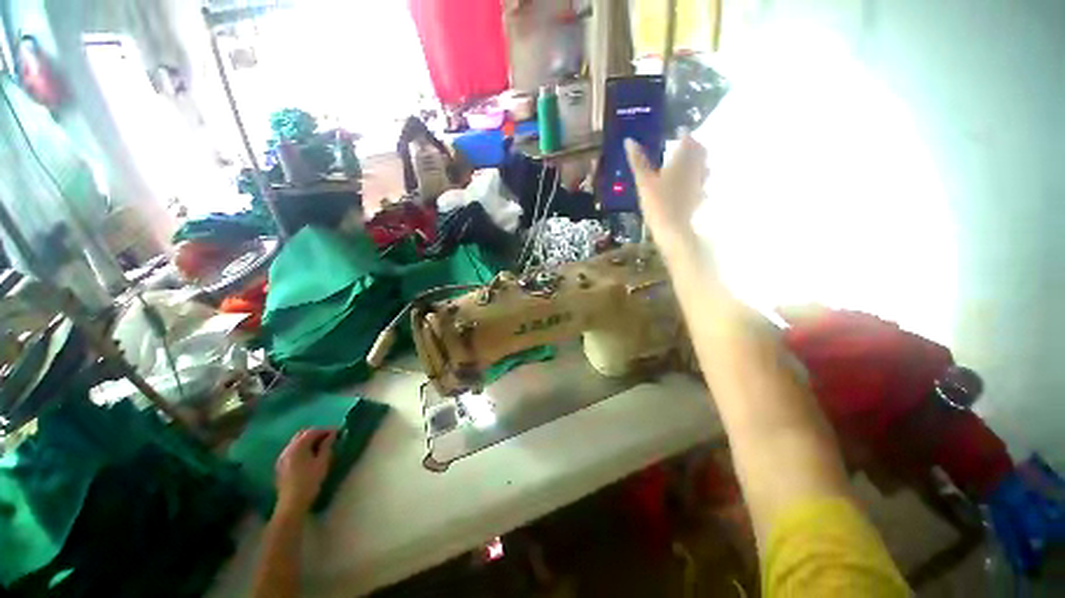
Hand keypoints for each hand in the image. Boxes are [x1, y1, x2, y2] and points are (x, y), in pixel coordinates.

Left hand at [274, 428, 336, 515]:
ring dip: (309, 440)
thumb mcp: (322, 462)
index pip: (313, 431)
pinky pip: (292, 449)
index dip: (326, 430)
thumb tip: (333, 434)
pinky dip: (302, 448)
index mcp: (298, 446)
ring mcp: (282, 457)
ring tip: (321, 446)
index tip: (338, 433)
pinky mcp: (281, 465)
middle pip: (302, 434)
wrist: (292, 503)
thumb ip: (327, 446)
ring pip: (296, 441)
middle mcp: (288, 448)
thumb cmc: (310, 481)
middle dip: (316, 433)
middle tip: (329, 438)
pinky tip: (309, 455)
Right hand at [625, 133, 707, 249]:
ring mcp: (699, 184)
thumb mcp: (643, 181)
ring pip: (704, 166)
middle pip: (700, 152)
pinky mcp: (699, 197)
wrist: (672, 227)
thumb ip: (637, 161)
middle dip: (694, 145)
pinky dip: (699, 178)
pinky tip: (694, 183)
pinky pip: (702, 183)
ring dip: (700, 160)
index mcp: (681, 161)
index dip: (684, 134)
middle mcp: (694, 169)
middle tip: (687, 143)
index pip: (687, 141)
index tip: (680, 130)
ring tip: (692, 160)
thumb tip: (629, 140)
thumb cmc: (657, 202)